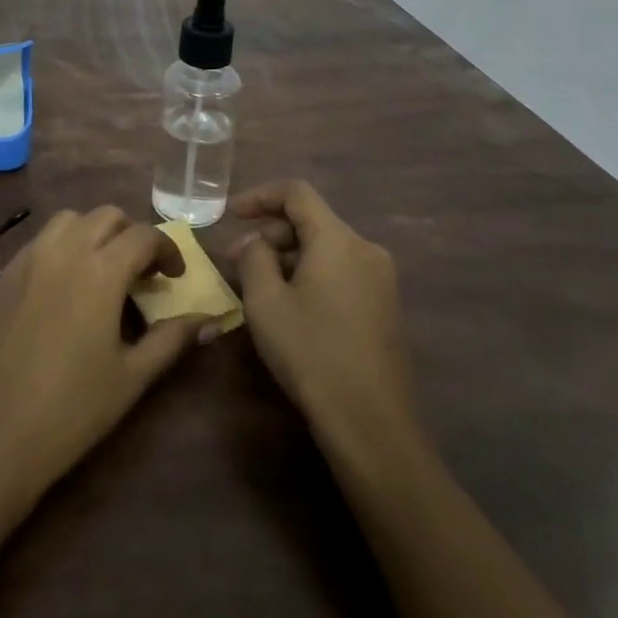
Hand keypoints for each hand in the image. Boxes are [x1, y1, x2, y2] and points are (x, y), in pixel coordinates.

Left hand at [0, 207, 212, 510]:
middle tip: (141, 272)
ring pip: (66, 221)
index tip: (175, 276)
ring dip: (92, 234)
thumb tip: (210, 320)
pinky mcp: (0, 278)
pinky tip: (60, 293)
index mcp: (101, 268)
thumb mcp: (131, 377)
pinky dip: (59, 250)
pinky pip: (37, 245)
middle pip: (105, 216)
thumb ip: (172, 340)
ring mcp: (26, 260)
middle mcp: (63, 250)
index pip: (144, 235)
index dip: (167, 249)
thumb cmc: (69, 411)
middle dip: (130, 234)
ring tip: (100, 272)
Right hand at [228, 180, 417, 447]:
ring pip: (326, 248)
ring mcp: (381, 279)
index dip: (260, 196)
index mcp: (339, 239)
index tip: (232, 214)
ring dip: (289, 256)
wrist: (371, 424)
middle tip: (236, 261)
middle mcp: (366, 249)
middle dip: (271, 233)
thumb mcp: (266, 302)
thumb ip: (254, 257)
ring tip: (259, 286)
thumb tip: (256, 243)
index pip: (297, 192)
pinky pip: (341, 272)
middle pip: (312, 221)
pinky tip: (291, 304)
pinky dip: (311, 274)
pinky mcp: (385, 306)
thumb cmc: (311, 354)